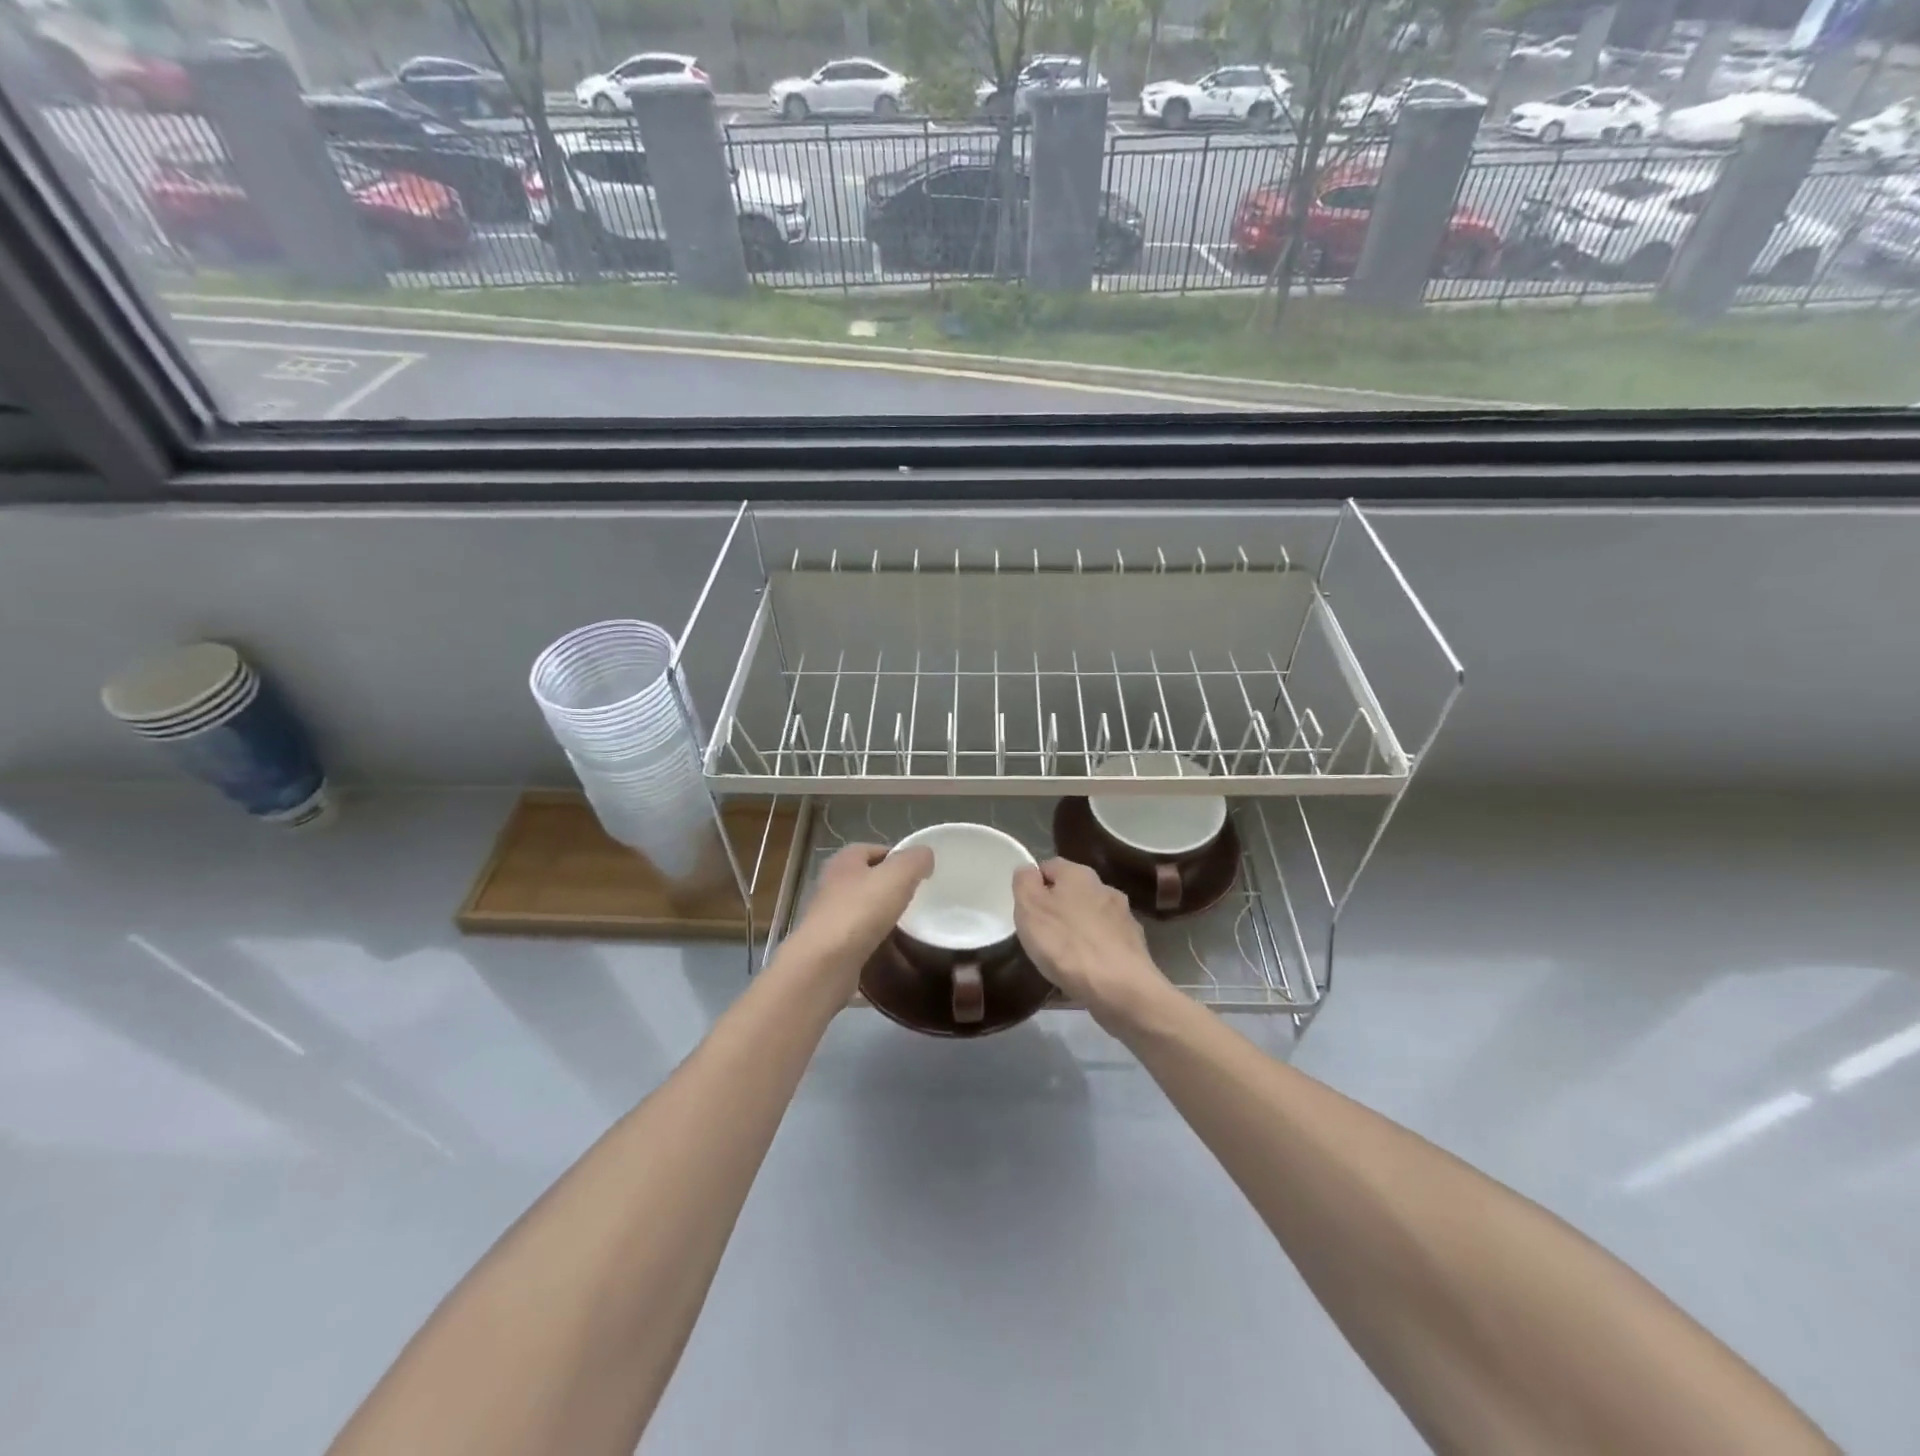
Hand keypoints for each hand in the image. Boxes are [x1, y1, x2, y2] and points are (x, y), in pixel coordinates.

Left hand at [783, 842, 932, 991]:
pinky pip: (859, 939)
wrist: (824, 965)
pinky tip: (892, 951)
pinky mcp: (830, 947)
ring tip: (909, 926)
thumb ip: (914, 860)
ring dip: (883, 917)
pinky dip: (875, 943)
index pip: (874, 850)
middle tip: (918, 898)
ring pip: (863, 910)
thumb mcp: (897, 876)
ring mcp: (829, 918)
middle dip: (891, 888)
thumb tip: (924, 856)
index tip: (920, 872)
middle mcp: (832, 885)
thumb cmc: (860, 912)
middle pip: (868, 880)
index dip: (898, 857)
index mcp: (844, 861)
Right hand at [1012, 858, 1167, 1025]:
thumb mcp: (1030, 909)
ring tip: (1062, 957)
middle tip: (1040, 935)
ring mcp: (1124, 917)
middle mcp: (1105, 888)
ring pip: (1091, 917)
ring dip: (1077, 930)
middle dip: (1057, 909)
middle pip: (1072, 892)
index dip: (1034, 885)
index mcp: (1078, 874)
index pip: (1049, 866)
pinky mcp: (1134, 946)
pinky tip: (1085, 972)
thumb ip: (1024, 883)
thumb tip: (1028, 870)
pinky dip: (1094, 952)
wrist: (1121, 988)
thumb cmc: (1066, 944)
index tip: (1025, 910)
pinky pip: (1106, 943)